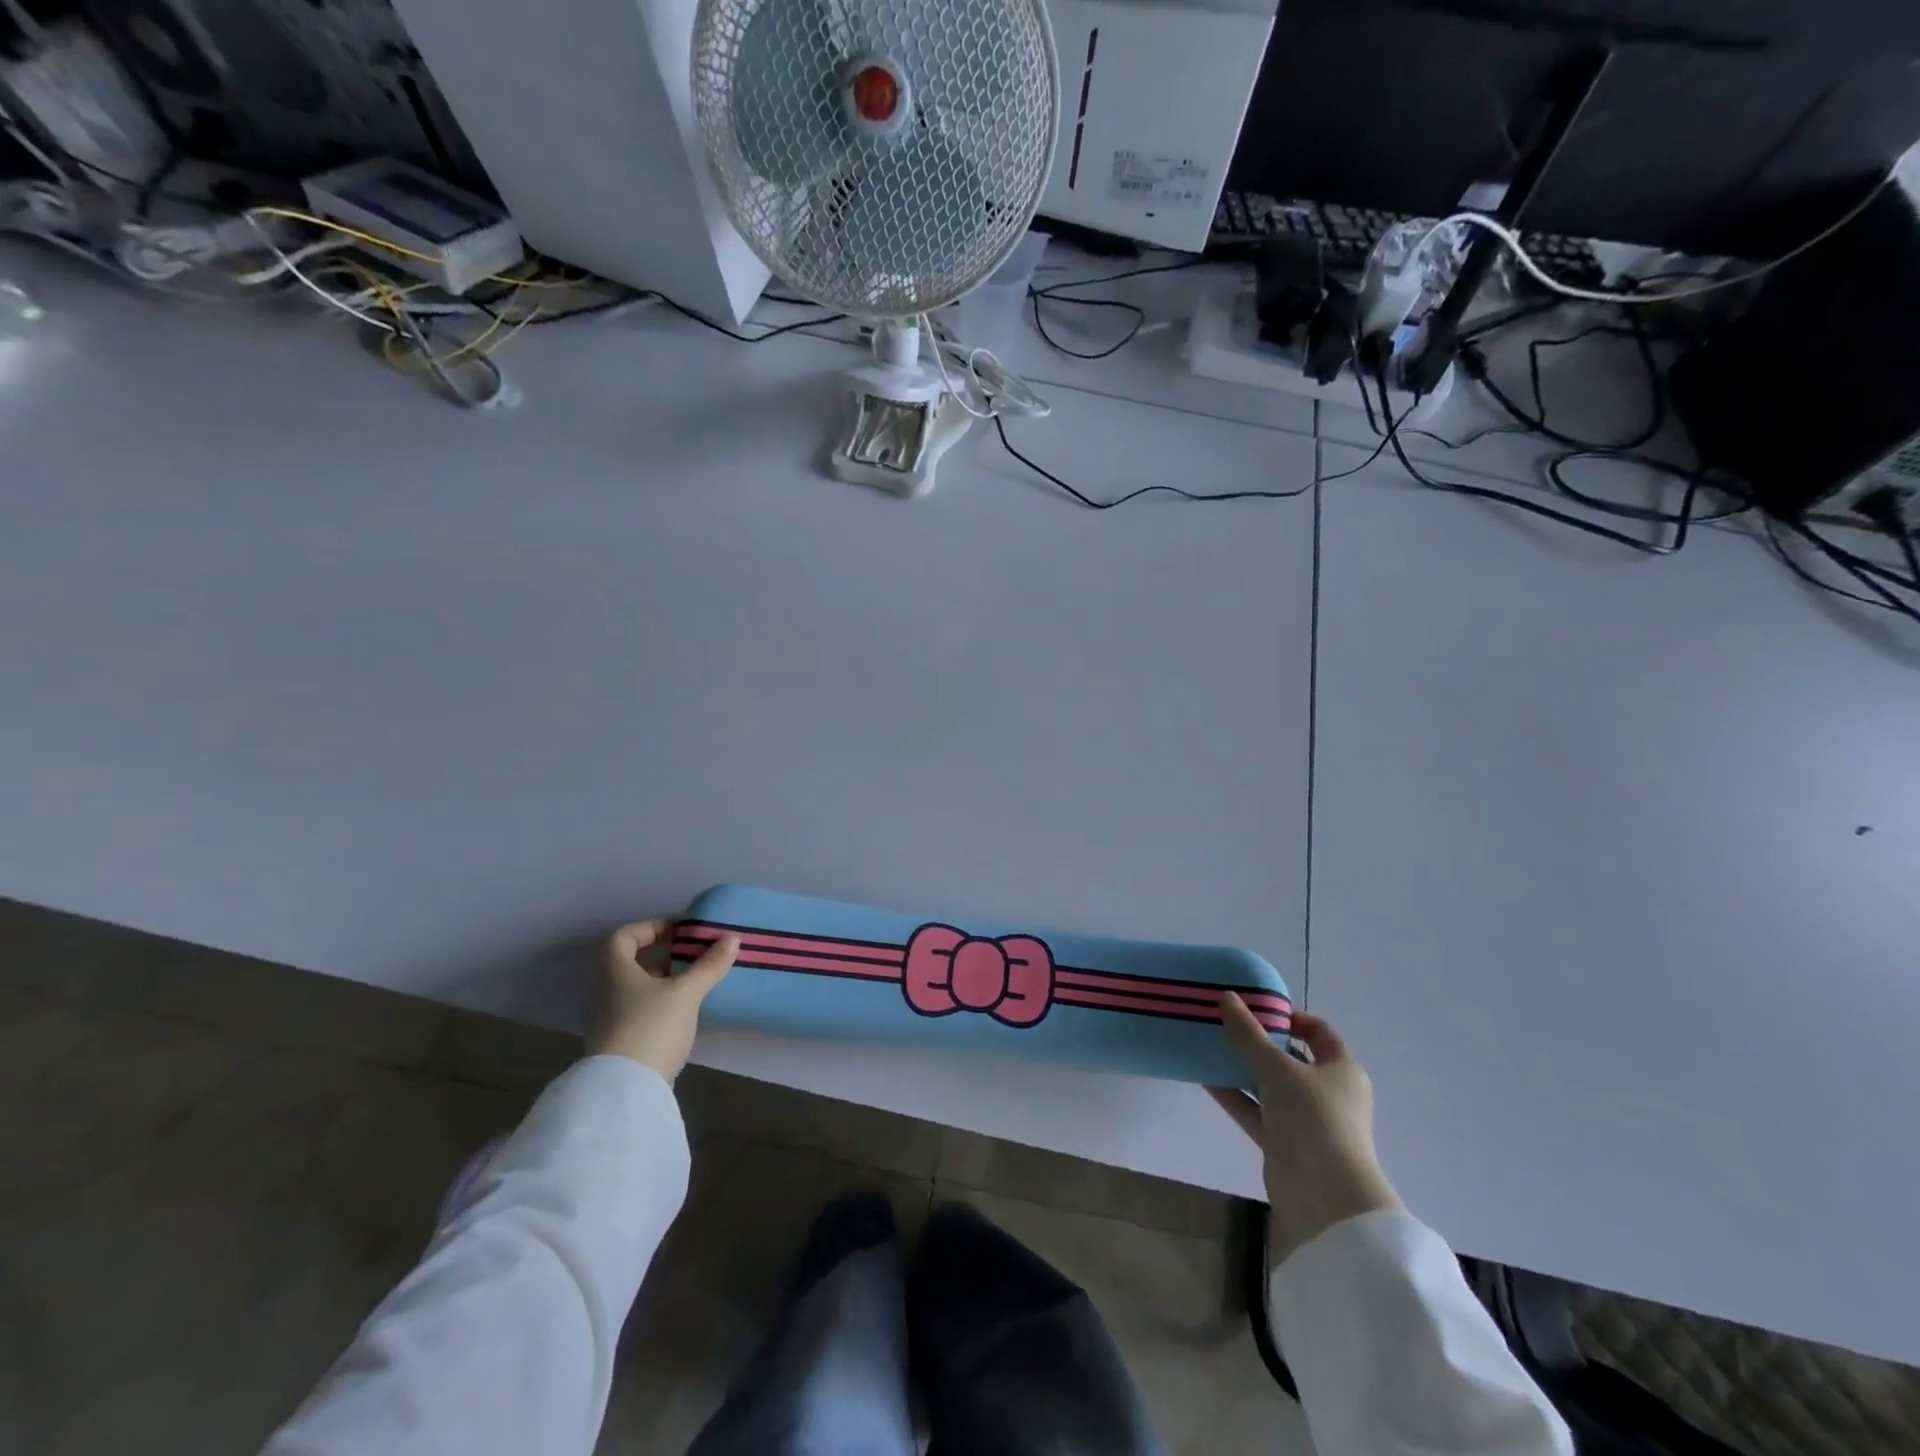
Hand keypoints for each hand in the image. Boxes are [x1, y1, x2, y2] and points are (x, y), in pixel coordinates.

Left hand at [586, 919, 738, 1082]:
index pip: (623, 936)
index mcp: (615, 971)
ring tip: (696, 983)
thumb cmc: (651, 1027)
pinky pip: (641, 1011)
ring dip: (665, 981)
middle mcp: (607, 992)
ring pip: (637, 989)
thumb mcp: (686, 993)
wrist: (625, 1090)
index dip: (650, 927)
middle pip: (631, 963)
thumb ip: (709, 965)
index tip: (679, 932)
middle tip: (694, 956)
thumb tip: (731, 938)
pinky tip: (686, 1012)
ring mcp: (611, 1019)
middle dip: (664, 956)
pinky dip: (662, 1005)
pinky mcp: (621, 1043)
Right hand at [1212, 995, 1402, 1265]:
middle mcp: (1328, 1093)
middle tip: (1225, 1024)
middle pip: (1291, 1058)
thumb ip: (1248, 1033)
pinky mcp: (1285, 1144)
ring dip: (1243, 1069)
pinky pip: (1257, 1111)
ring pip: (1270, 1086)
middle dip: (1259, 1042)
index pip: (1318, 1032)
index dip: (1289, 1017)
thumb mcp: (1277, 1067)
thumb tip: (1227, 997)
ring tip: (1209, 1047)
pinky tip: (1205, 1079)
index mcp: (1342, 1069)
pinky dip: (1236, 1096)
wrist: (1324, 1197)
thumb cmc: (1312, 1118)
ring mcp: (1307, 1121)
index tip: (1255, 1008)